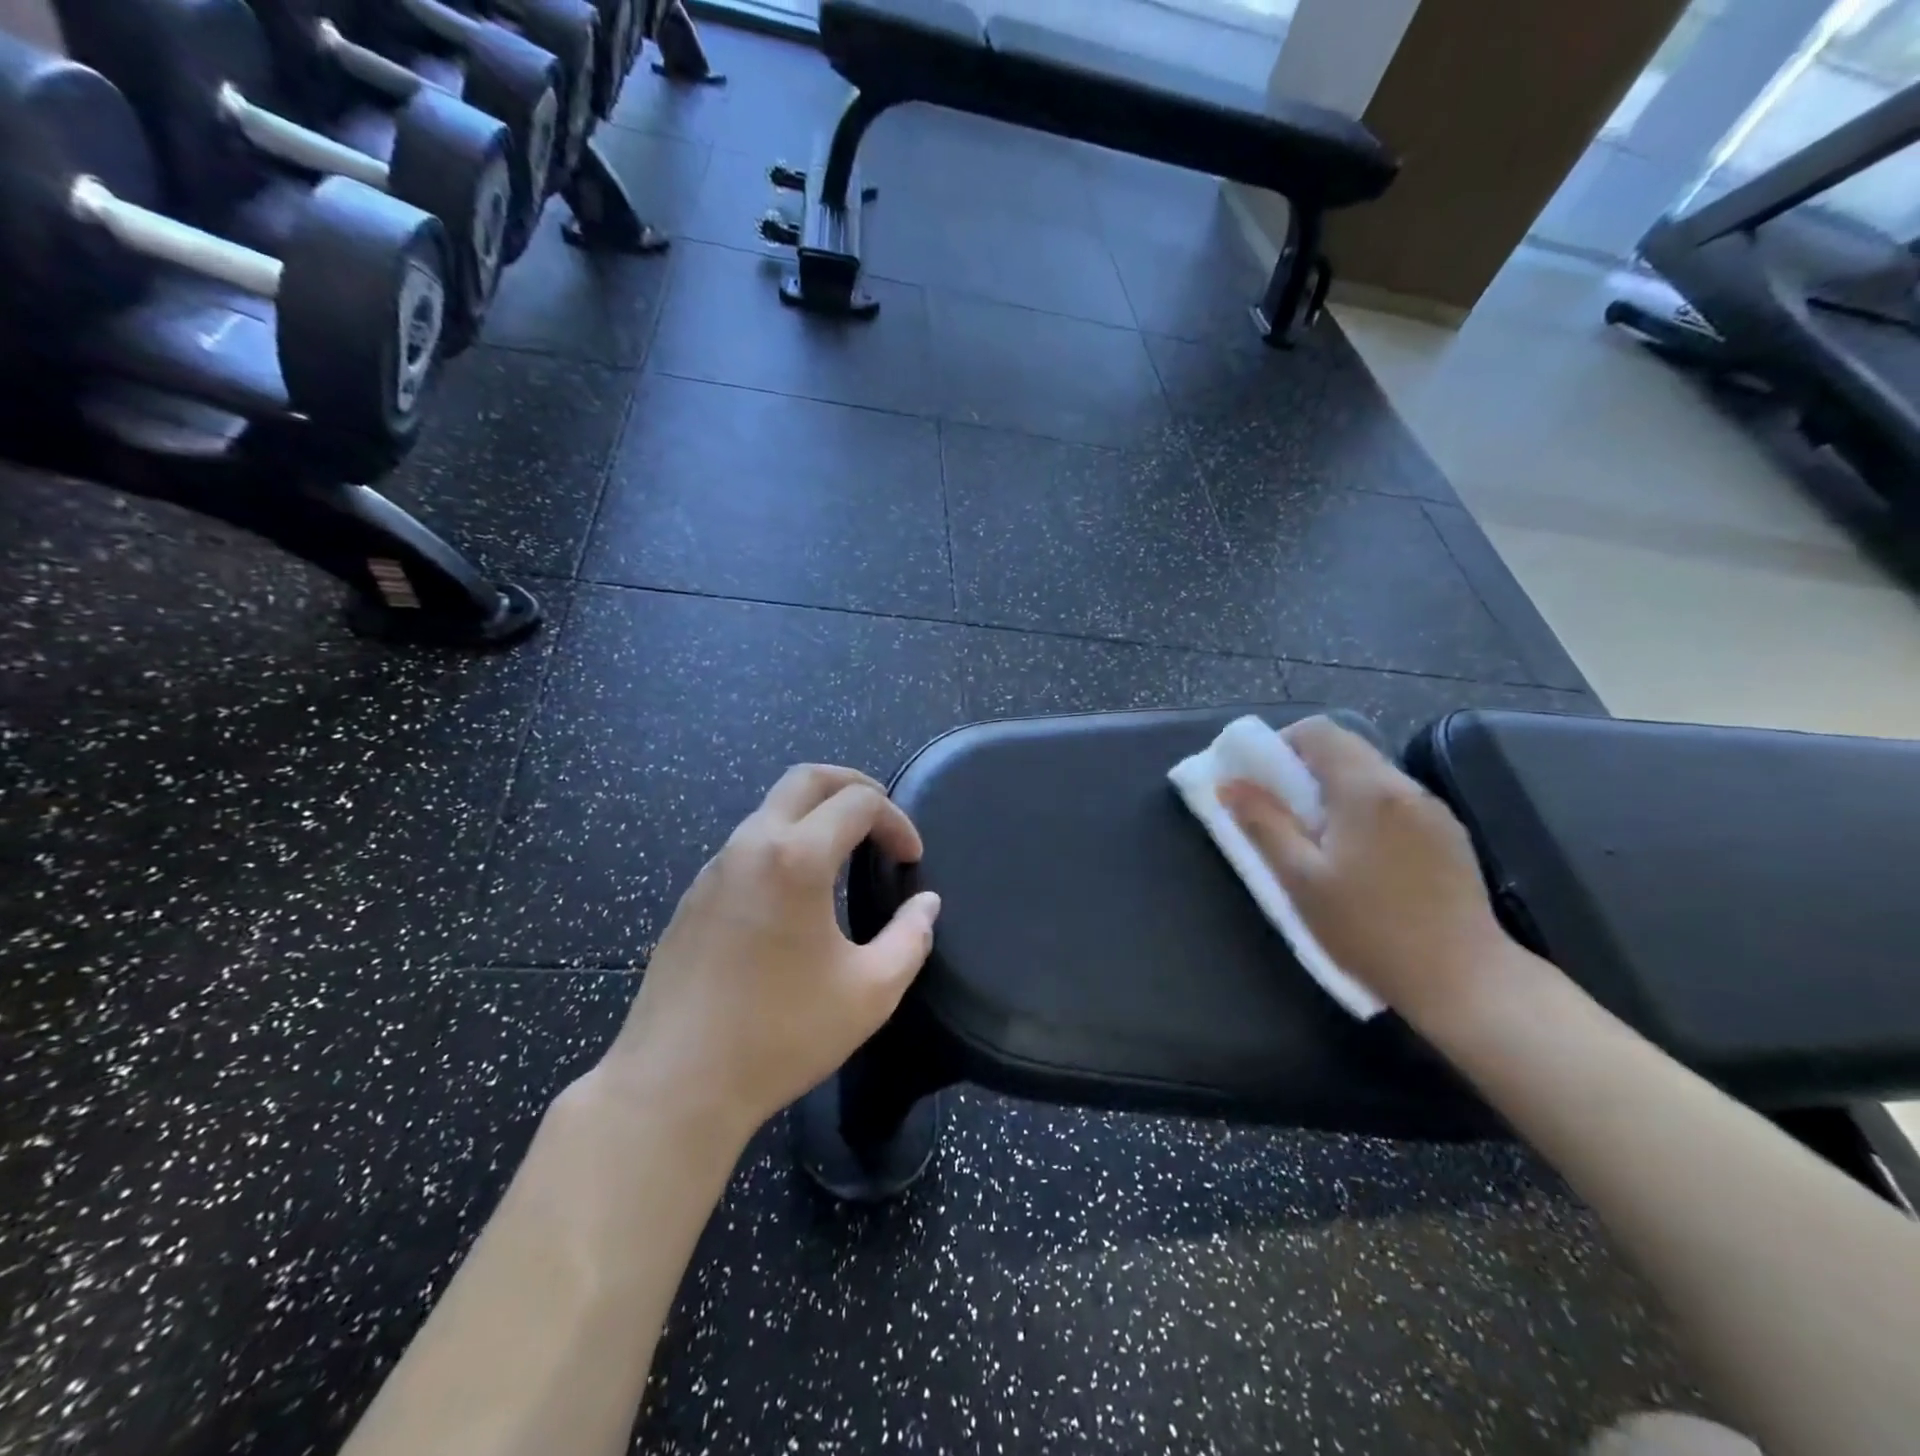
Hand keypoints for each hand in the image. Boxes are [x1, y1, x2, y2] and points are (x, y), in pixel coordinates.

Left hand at [597, 764, 941, 1143]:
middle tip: (882, 820)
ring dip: (816, 815)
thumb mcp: (869, 993)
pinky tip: (797, 894)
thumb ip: (910, 938)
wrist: (674, 1085)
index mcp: (796, 859)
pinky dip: (785, 843)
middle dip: (854, 785)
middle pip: (806, 778)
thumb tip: (926, 904)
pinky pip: (747, 845)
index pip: (858, 802)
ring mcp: (714, 869)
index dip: (896, 821)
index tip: (911, 860)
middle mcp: (750, 846)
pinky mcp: (693, 897)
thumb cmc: (780, 1035)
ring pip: (772, 808)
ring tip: (846, 854)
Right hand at [1218, 716, 1512, 1028]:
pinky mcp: (1449, 834)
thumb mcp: (1301, 880)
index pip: (1318, 731)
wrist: (1465, 980)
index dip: (1282, 745)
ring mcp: (1433, 809)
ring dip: (1335, 790)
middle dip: (1305, 769)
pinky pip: (1395, 800)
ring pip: (1371, 775)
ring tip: (1318, 839)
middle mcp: (1404, 786)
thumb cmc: (1369, 929)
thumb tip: (1229, 785)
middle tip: (1282, 813)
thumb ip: (1263, 824)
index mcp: (1366, 789)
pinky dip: (1365, 809)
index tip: (1262, 782)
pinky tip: (1361, 857)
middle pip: (1346, 748)